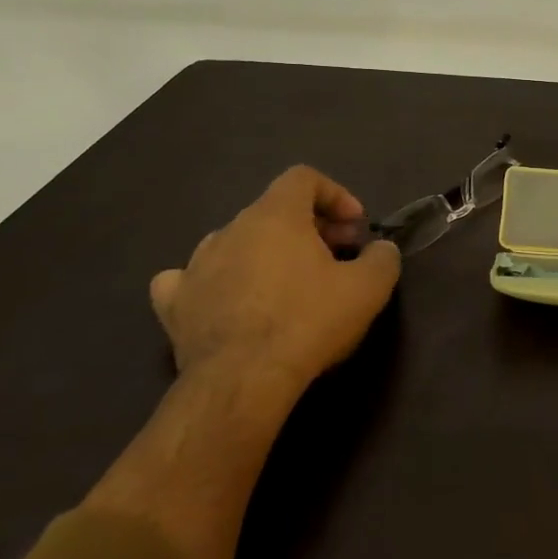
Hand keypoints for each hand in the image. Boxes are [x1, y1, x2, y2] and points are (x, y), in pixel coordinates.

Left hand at [149, 165, 401, 400]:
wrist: (242, 381)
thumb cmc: (308, 322)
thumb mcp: (368, 289)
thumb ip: (383, 258)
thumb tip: (381, 250)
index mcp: (276, 215)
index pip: (303, 178)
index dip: (334, 195)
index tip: (355, 226)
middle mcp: (231, 229)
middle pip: (273, 211)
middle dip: (309, 228)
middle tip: (336, 258)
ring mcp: (197, 265)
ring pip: (235, 242)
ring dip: (264, 253)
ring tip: (286, 284)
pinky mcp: (174, 305)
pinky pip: (188, 279)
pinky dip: (211, 282)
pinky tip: (223, 298)